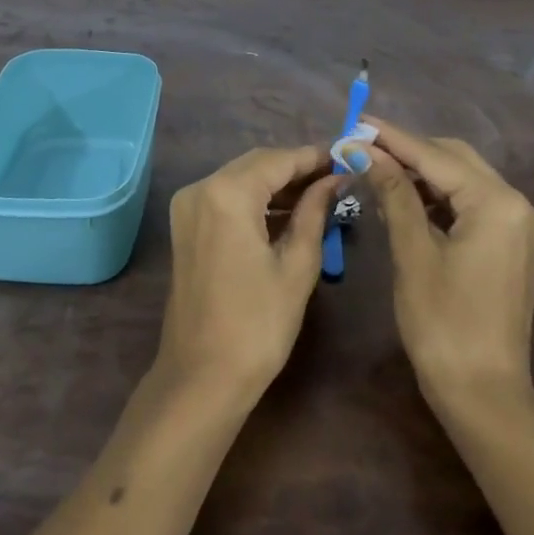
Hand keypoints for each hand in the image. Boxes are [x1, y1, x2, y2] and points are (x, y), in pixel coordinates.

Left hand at [160, 146, 340, 404]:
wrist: (202, 377)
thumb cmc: (257, 324)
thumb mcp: (297, 264)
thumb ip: (315, 211)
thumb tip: (336, 179)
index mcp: (227, 193)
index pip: (279, 160)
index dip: (315, 157)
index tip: (348, 157)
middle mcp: (200, 188)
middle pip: (257, 164)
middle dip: (297, 168)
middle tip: (338, 178)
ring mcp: (188, 207)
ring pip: (241, 179)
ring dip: (278, 185)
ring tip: (321, 195)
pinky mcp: (186, 226)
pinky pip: (227, 198)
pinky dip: (256, 201)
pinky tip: (288, 213)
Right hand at [360, 116, 533, 411]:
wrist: (483, 394)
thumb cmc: (442, 324)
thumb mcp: (413, 253)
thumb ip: (394, 194)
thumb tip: (366, 151)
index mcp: (498, 204)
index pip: (437, 157)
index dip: (394, 138)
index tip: (358, 120)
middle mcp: (518, 205)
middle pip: (456, 160)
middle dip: (409, 151)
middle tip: (363, 147)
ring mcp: (520, 225)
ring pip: (464, 180)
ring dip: (423, 173)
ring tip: (377, 169)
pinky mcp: (514, 243)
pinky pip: (472, 204)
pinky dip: (439, 197)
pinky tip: (406, 198)